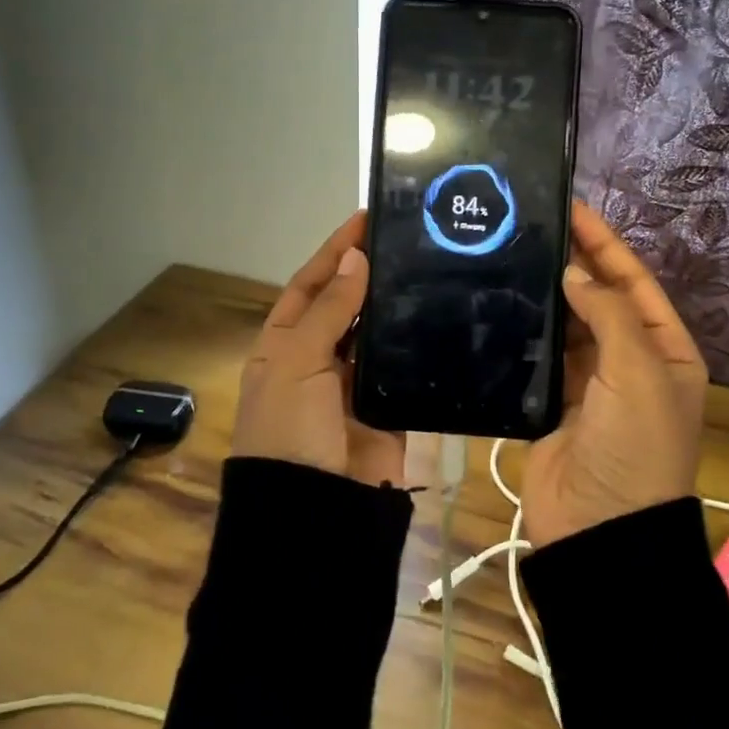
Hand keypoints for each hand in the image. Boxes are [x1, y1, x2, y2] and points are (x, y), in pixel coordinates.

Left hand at [232, 211, 406, 486]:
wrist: (314, 510)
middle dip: (371, 273)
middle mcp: (319, 358)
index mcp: (285, 343)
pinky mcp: (389, 407)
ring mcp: (355, 383)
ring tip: (433, 267)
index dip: (335, 252)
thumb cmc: (289, 426)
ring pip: (379, 332)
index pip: (311, 284)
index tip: (366, 218)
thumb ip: (330, 309)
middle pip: (347, 304)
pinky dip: (419, 345)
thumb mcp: (297, 360)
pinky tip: (443, 315)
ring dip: (397, 305)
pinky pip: (405, 367)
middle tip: (411, 239)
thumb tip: (356, 258)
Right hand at [520, 202, 707, 545]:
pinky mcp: (550, 404)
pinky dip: (523, 332)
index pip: (634, 282)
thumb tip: (575, 272)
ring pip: (564, 326)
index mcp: (665, 351)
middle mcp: (629, 362)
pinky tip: (498, 303)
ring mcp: (588, 384)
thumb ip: (609, 314)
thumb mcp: (640, 373)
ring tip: (508, 255)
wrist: (601, 530)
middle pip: (598, 299)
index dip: (606, 244)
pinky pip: (537, 357)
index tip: (572, 208)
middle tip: (529, 226)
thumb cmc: (636, 446)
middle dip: (572, 263)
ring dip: (544, 295)